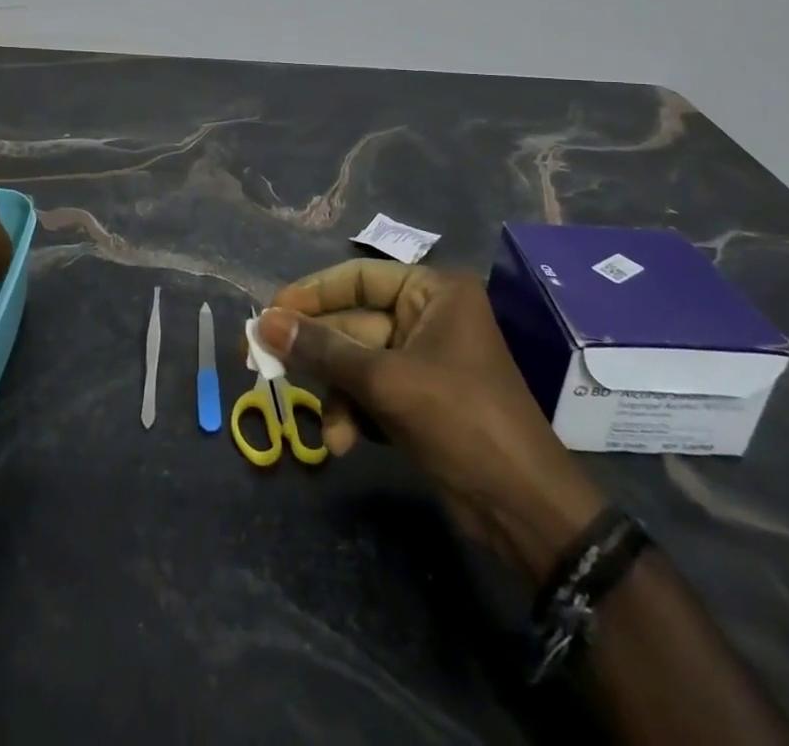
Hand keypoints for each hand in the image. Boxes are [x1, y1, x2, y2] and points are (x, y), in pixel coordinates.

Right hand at [257, 261, 606, 575]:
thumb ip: (322, 350)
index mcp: (433, 292)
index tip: (269, 313)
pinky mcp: (420, 400)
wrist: (525, 510)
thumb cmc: (462, 422)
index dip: (311, 293)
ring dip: (337, 395)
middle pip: (353, 324)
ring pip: (357, 363)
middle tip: (264, 366)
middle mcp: (428, 317)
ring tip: (331, 434)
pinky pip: (371, 392)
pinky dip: (355, 413)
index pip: (358, 278)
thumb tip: (263, 322)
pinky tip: (347, 442)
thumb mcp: (386, 382)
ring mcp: (424, 361)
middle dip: (319, 357)